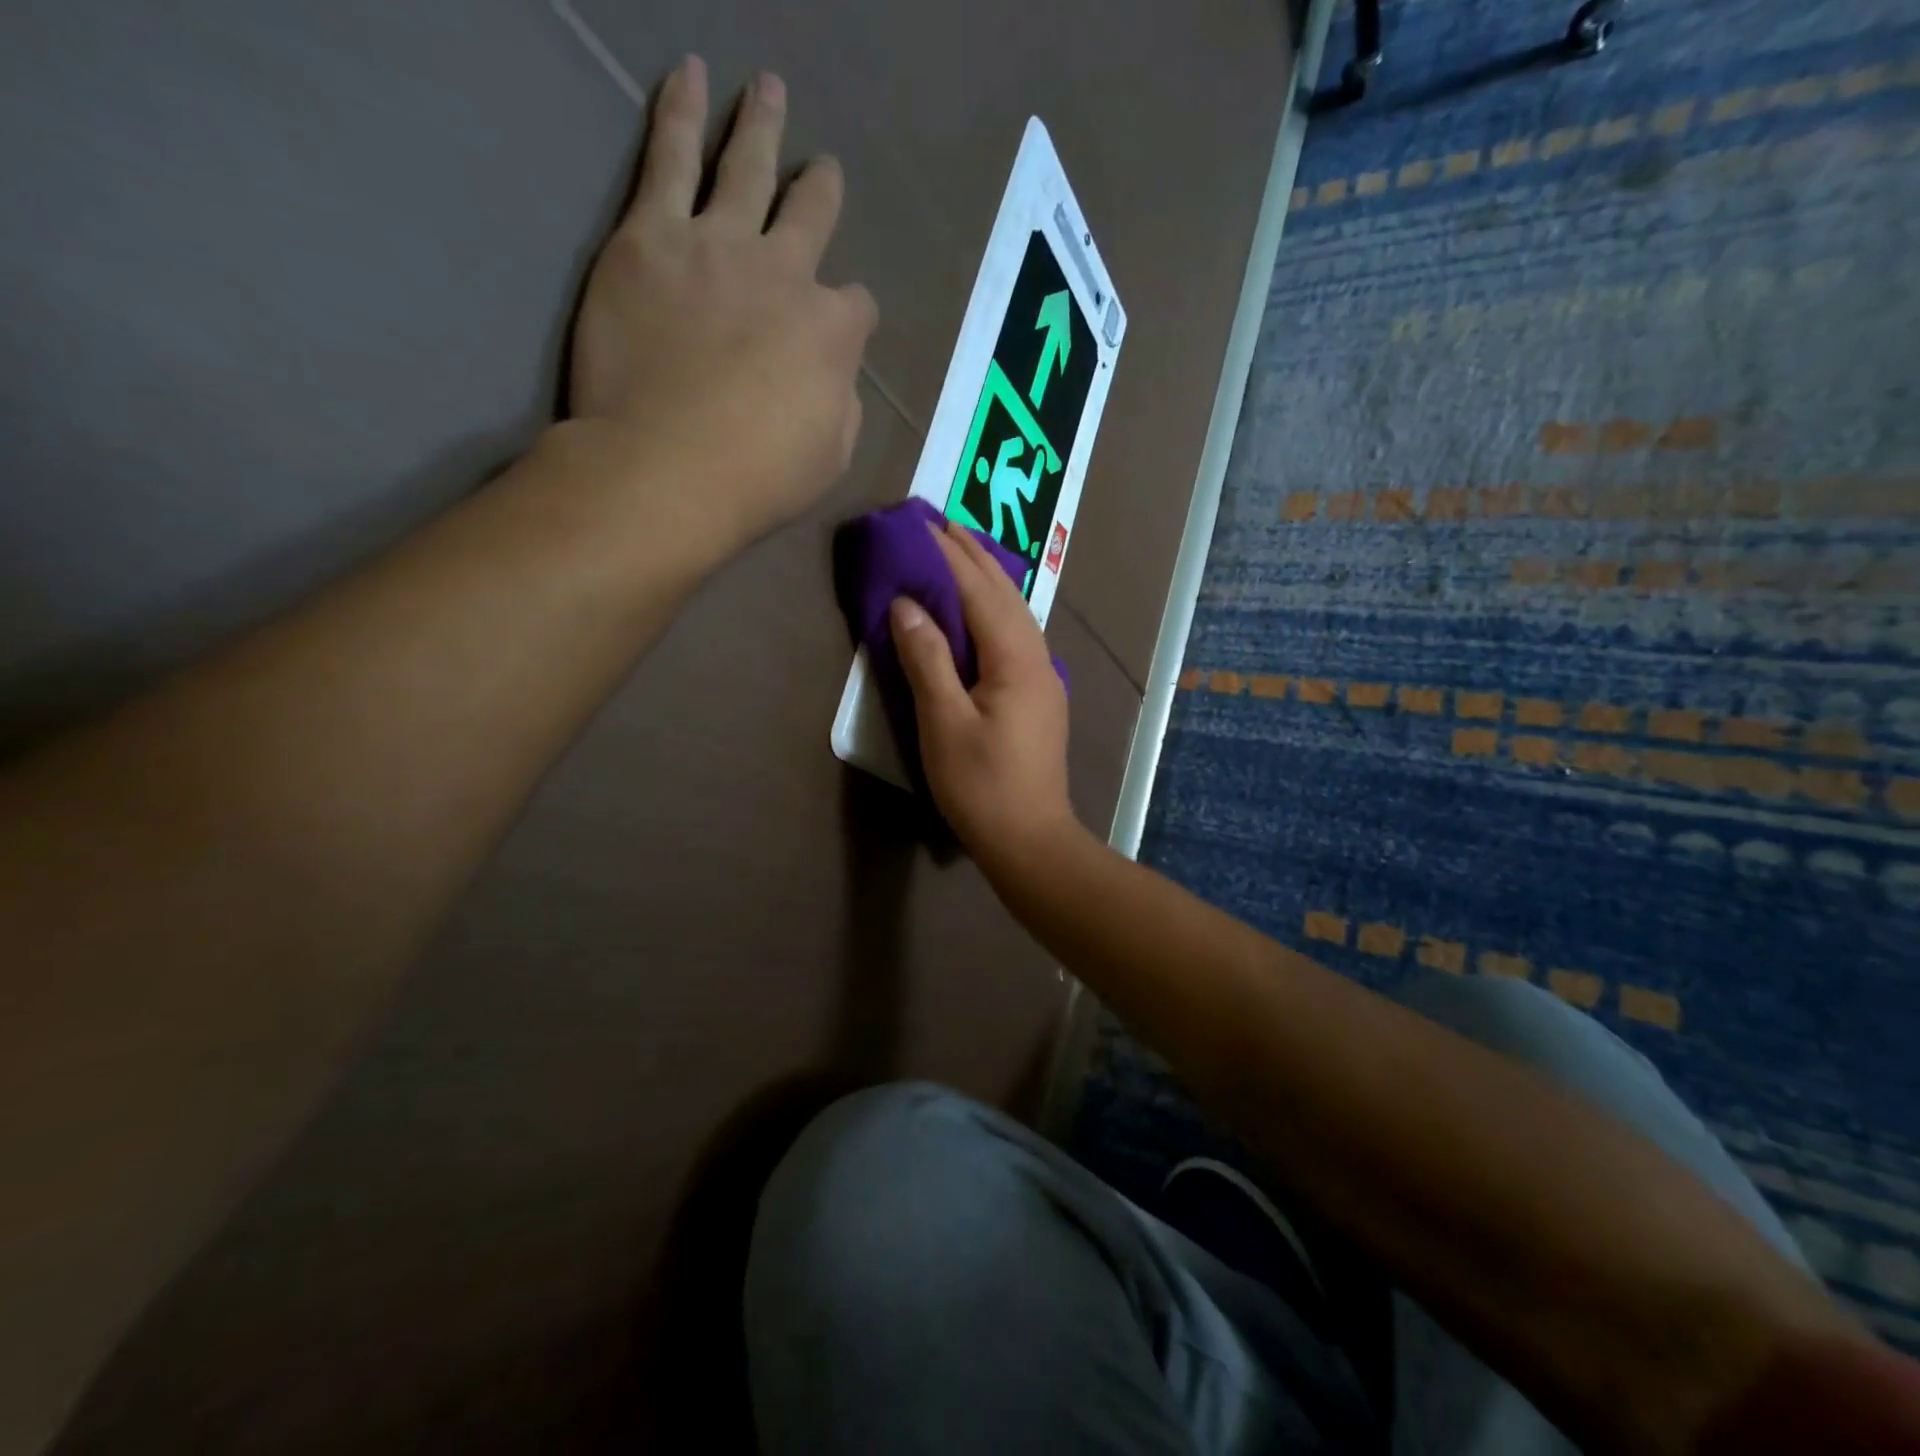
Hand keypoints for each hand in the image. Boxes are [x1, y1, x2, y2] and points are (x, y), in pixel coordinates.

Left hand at [565, 57, 877, 555]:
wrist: (668, 468)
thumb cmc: (758, 478)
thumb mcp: (831, 456)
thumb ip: (840, 404)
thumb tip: (833, 378)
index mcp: (832, 333)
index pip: (856, 306)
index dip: (851, 315)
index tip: (842, 325)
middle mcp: (785, 273)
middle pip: (811, 215)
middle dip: (820, 191)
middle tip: (822, 169)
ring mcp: (718, 245)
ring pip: (746, 167)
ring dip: (761, 126)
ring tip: (767, 89)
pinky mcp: (651, 237)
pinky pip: (668, 157)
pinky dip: (679, 113)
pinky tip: (688, 77)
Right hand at [889, 521, 1080, 873]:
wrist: (1030, 840)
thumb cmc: (982, 786)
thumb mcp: (944, 723)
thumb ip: (927, 660)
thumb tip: (907, 604)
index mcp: (1015, 660)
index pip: (980, 592)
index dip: (951, 556)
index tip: (924, 522)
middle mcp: (1038, 659)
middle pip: (1006, 594)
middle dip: (974, 556)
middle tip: (943, 523)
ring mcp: (1044, 679)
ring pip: (1017, 614)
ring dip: (988, 580)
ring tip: (961, 554)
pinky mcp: (1040, 698)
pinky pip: (1017, 636)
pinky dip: (996, 610)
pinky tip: (983, 612)